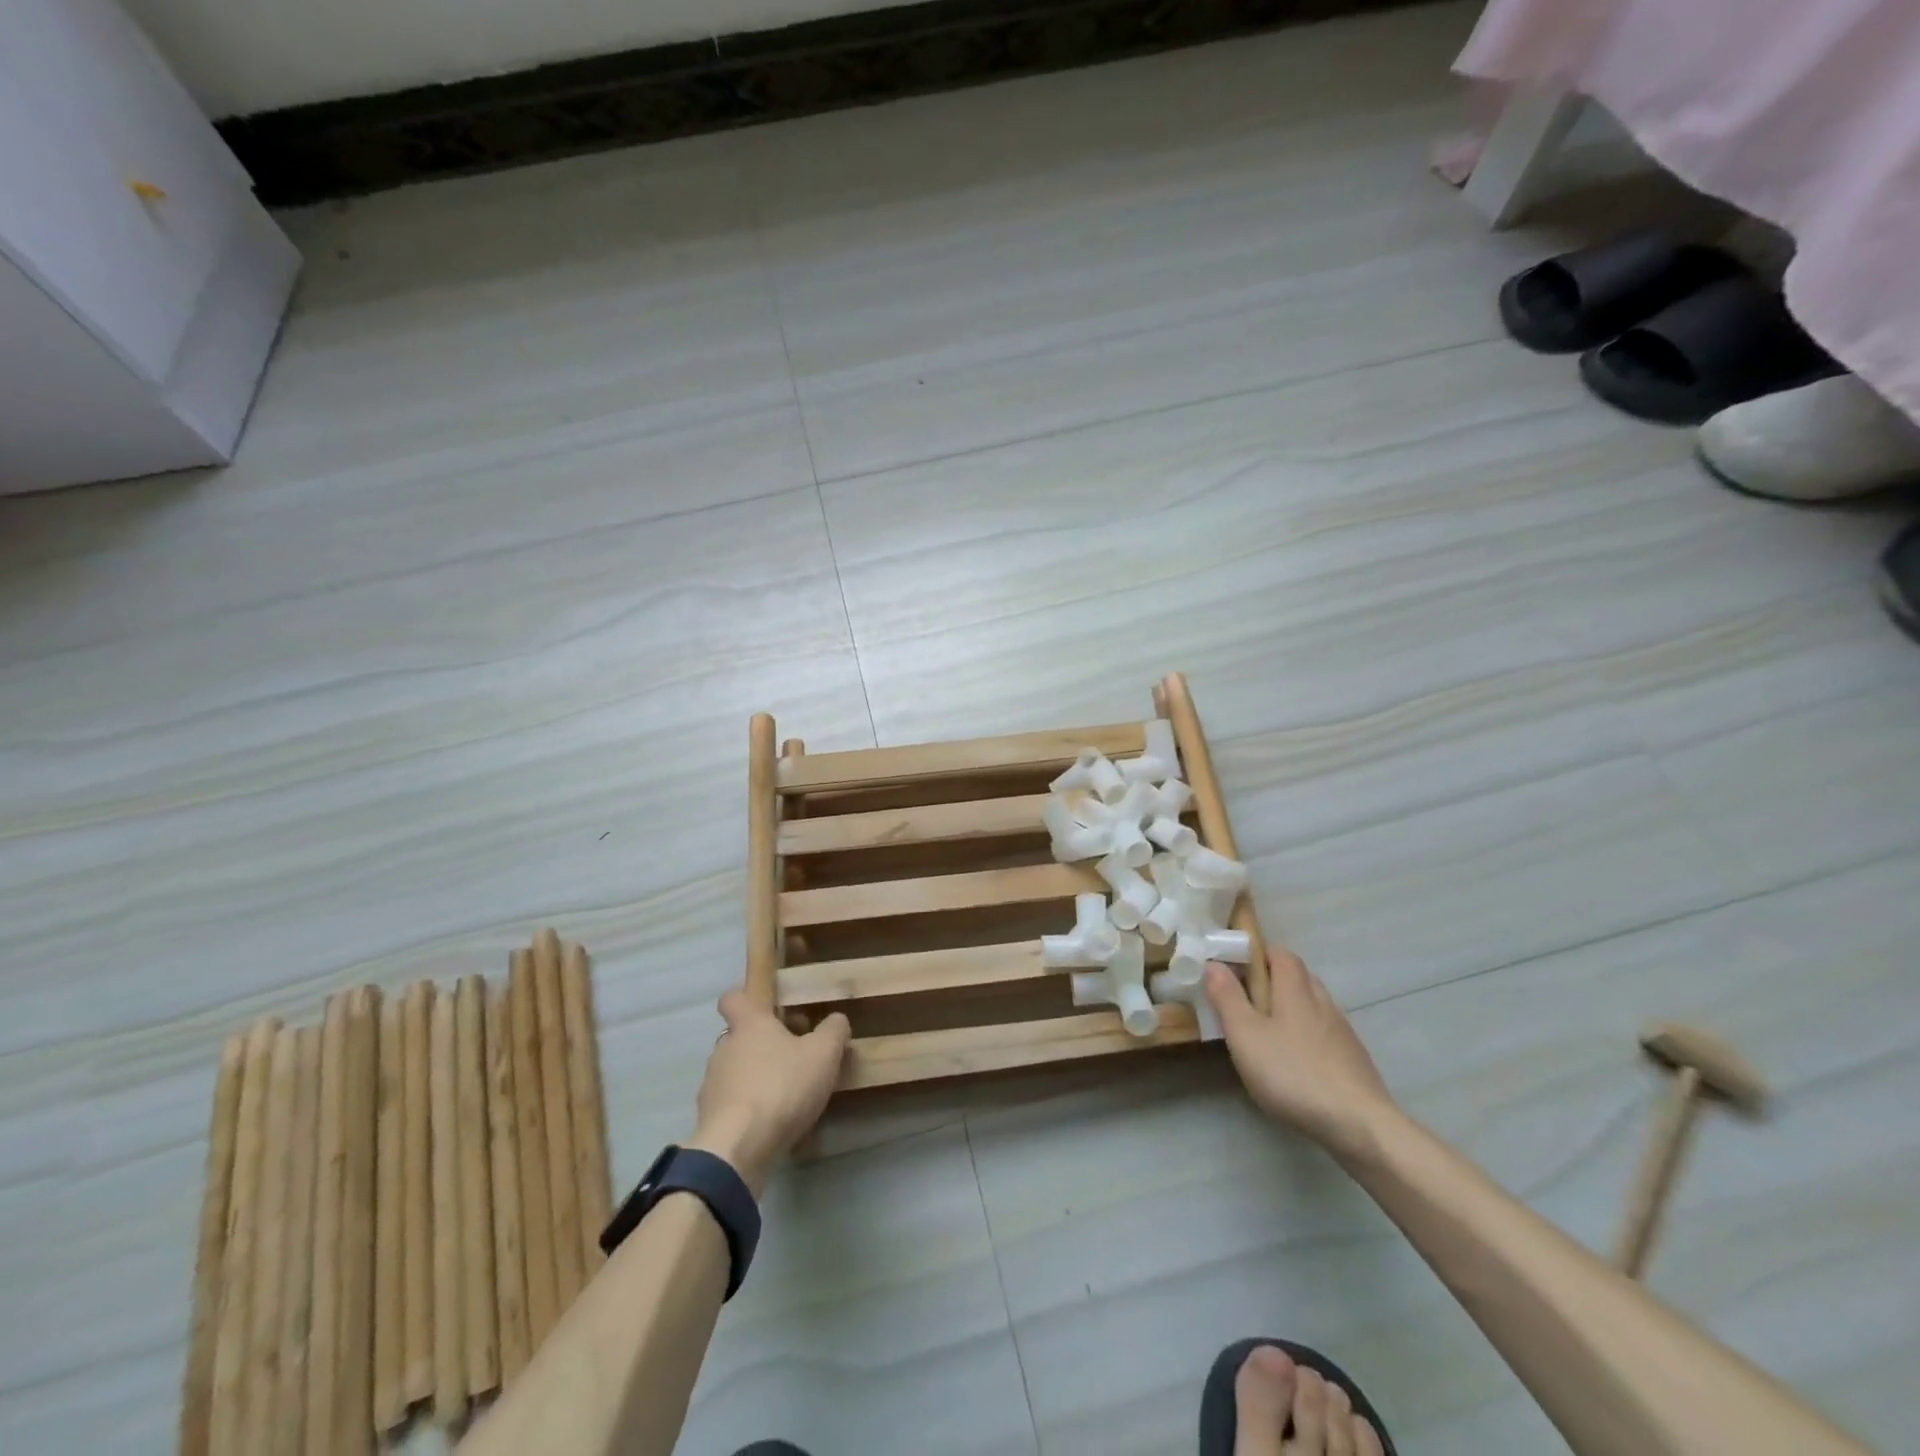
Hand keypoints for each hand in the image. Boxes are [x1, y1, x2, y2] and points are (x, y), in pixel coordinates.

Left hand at [685, 990, 849, 1196]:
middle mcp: (724, 1049)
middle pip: (740, 1038)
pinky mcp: (709, 1120)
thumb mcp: (824, 1054)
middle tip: (795, 1057)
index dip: (747, 1000)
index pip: (733, 999)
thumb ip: (833, 1030)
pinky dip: (749, 1110)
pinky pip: (733, 1106)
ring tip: (787, 1097)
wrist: (737, 1149)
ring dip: (757, 1078)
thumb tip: (836, 1020)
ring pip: (735, 1072)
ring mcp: (712, 1086)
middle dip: (764, 1045)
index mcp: (749, 1025)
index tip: (767, 1009)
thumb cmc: (781, 1087)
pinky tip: (773, 1125)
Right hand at [1204, 950, 1393, 1158]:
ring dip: (1292, 1009)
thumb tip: (1214, 963)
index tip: (1236, 970)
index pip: (1281, 954)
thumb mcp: (1245, 1035)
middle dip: (1273, 981)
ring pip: (1314, 1006)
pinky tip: (1297, 1062)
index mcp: (1295, 990)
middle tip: (1247, 1002)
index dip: (1259, 955)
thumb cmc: (1292, 1072)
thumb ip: (1227, 997)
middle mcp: (1322, 1002)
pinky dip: (1308, 1036)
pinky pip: (1326, 1034)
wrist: (1360, 1125)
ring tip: (1269, 1034)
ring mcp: (1343, 1032)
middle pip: (1299, 977)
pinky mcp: (1354, 1060)